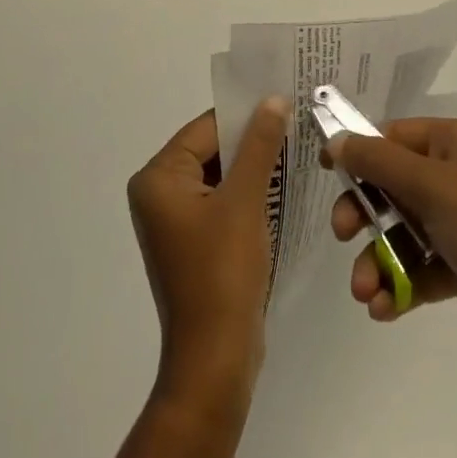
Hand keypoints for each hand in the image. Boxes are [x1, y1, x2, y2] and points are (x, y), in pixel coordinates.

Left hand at [128, 98, 289, 410]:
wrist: (216, 358)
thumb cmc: (223, 272)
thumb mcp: (244, 200)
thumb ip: (259, 145)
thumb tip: (274, 100)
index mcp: (158, 178)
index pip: (206, 127)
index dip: (246, 114)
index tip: (286, 102)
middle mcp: (159, 193)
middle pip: (212, 149)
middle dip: (253, 140)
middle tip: (297, 123)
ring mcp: (176, 220)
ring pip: (221, 175)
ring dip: (255, 166)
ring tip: (297, 150)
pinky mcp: (195, 241)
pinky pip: (223, 201)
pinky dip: (249, 193)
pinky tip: (283, 186)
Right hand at [326, 118, 456, 364]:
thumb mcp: (433, 187)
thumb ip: (380, 162)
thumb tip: (336, 139)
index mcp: (456, 142)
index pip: (395, 136)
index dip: (359, 151)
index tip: (325, 172)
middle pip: (394, 184)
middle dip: (364, 213)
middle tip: (342, 235)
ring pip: (403, 230)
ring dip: (378, 259)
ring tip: (364, 292)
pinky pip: (421, 265)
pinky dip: (400, 283)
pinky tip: (383, 309)